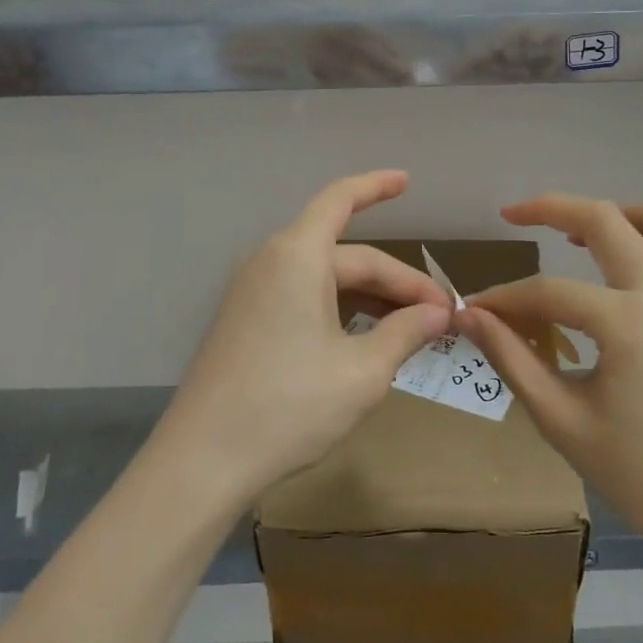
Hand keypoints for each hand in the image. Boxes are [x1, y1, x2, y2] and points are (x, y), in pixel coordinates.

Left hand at [156, 170, 451, 508]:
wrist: (202, 462)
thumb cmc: (288, 406)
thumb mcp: (362, 372)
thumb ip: (406, 332)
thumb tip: (439, 313)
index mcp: (298, 256)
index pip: (340, 200)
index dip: (376, 186)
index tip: (407, 181)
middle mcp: (272, 262)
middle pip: (348, 256)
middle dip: (397, 281)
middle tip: (440, 316)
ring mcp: (253, 293)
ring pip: (327, 279)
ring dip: (372, 297)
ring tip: (413, 328)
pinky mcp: (245, 322)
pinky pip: (304, 298)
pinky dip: (341, 310)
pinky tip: (367, 338)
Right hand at [460, 194, 642, 563]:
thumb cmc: (639, 474)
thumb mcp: (561, 419)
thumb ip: (512, 358)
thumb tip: (470, 315)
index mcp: (627, 321)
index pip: (547, 291)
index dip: (504, 298)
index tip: (473, 310)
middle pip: (606, 219)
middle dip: (552, 208)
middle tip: (515, 215)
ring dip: (622, 215)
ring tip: (584, 236)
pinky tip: (637, 268)